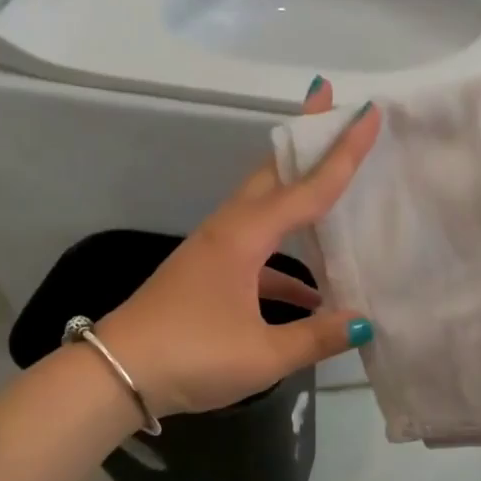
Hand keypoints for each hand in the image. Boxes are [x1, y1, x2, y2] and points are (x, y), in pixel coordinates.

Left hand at [94, 80, 379, 417]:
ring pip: (264, 207)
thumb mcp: (262, 354)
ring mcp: (215, 251)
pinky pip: (256, 250)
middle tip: (331, 104)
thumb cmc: (190, 356)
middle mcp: (229, 231)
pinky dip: (285, 258)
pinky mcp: (207, 273)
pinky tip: (310, 294)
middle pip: (273, 172)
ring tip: (332, 184)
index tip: (367, 111)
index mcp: (244, 237)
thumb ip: (317, 337)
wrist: (113, 376)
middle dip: (303, 138)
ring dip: (296, 192)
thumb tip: (364, 323)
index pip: (307, 187)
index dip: (343, 152)